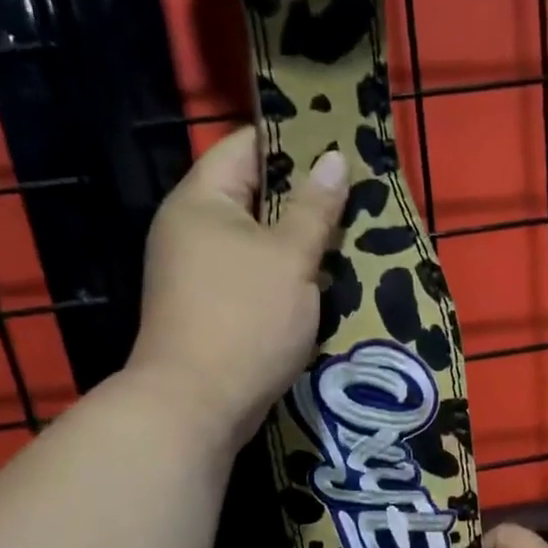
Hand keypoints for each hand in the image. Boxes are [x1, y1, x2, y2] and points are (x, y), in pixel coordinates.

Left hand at [130, 127, 349, 448]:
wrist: (196, 408)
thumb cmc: (245, 320)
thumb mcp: (290, 258)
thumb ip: (315, 208)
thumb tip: (333, 159)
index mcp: (201, 201)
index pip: (246, 145)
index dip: (293, 140)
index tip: (340, 145)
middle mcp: (191, 229)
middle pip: (253, 194)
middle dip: (304, 195)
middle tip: (356, 195)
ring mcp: (197, 272)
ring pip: (257, 239)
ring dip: (299, 240)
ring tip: (349, 236)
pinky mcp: (210, 308)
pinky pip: (253, 274)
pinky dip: (284, 273)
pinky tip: (323, 280)